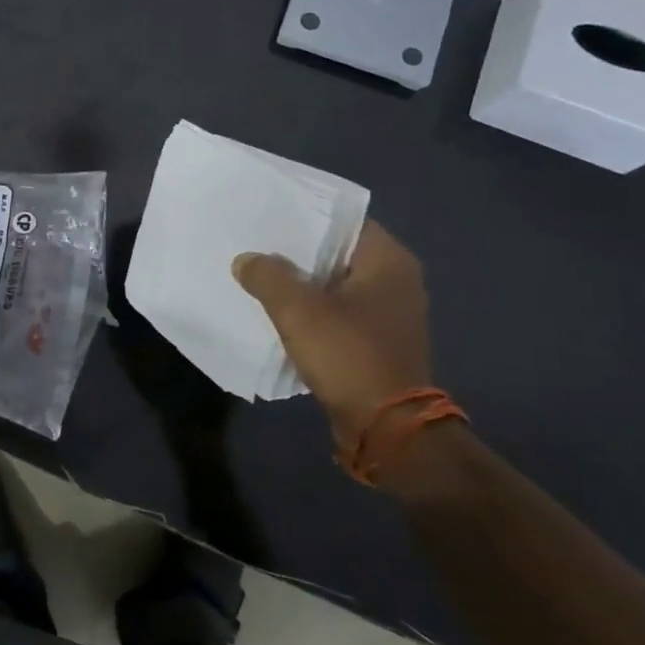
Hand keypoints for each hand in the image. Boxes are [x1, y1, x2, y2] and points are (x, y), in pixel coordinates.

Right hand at [232, 220, 432, 451]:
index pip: (343, 221)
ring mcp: (390, 313)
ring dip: (303, 283)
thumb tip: (247, 260)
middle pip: (337, 253)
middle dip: (297, 252)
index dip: (304, 216)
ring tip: (260, 276)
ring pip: (335, 284)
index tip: (267, 216)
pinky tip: (281, 313)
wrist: (387, 427)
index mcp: (389, 260)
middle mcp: (397, 280)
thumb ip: (267, 275)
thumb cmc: (348, 354)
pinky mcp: (379, 341)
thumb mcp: (297, 309)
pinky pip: (339, 312)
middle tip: (255, 244)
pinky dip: (313, 310)